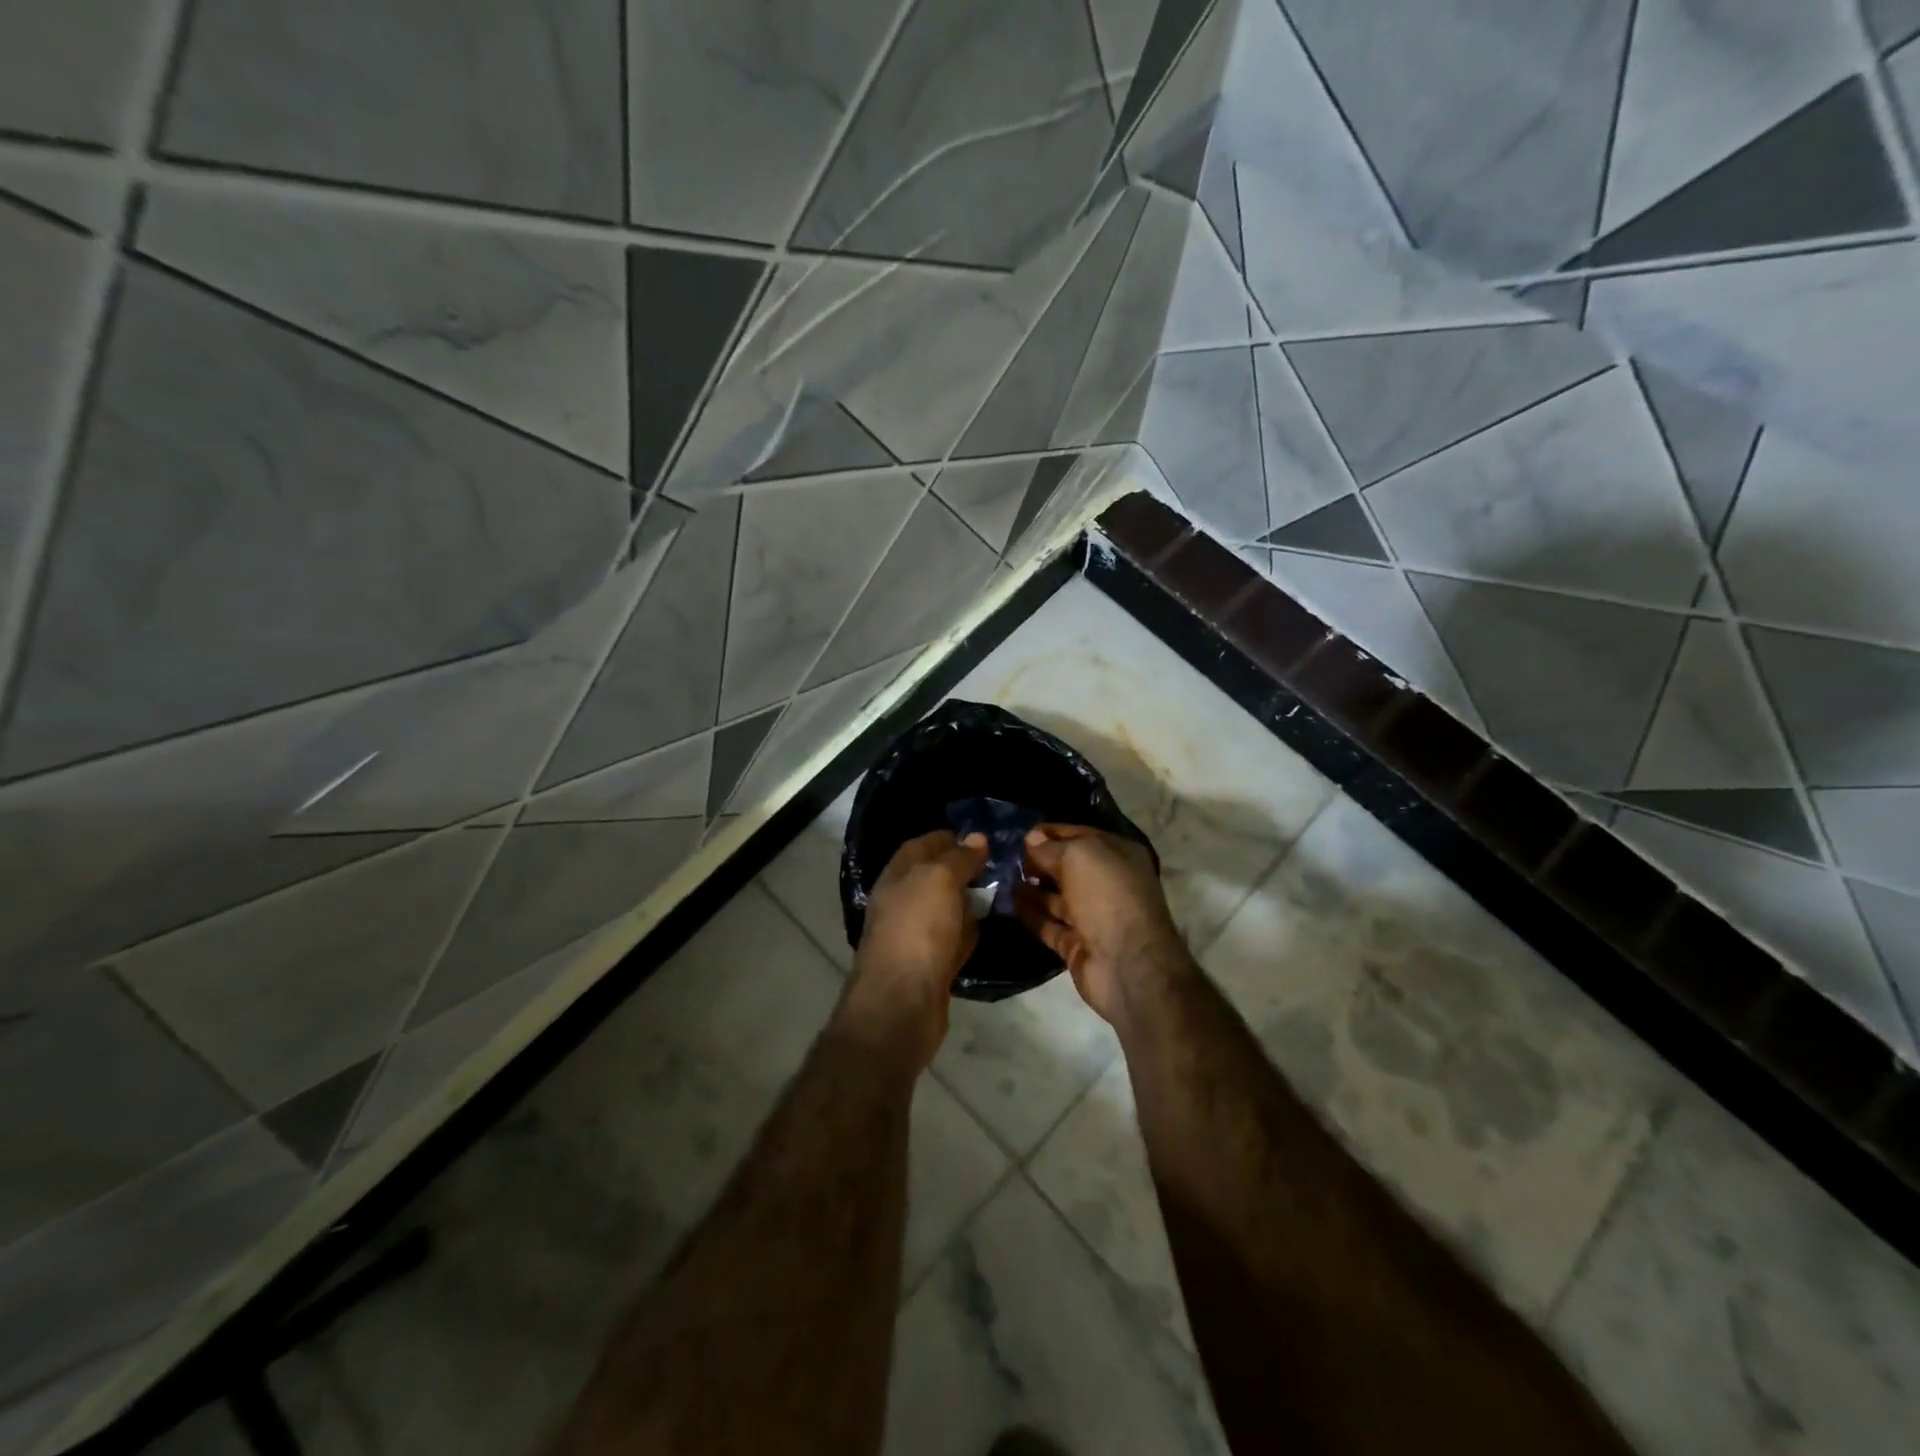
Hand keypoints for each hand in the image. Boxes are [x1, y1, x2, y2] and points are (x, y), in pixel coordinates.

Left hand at [843, 830, 988, 1070]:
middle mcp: (901, 902)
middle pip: (934, 877)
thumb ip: (958, 858)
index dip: (949, 838)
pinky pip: (951, 939)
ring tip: (1000, 893)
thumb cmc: (918, 929)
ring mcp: (913, 935)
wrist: (902, 1002)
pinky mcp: (928, 964)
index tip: (982, 838)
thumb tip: (976, 838)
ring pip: (944, 909)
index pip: (923, 845)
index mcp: (897, 875)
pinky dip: (966, 933)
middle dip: (963, 869)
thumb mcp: (939, 879)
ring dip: (967, 902)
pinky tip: (984, 930)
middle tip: (999, 865)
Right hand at [1017, 824, 1189, 1026]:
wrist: (1128, 965)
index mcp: (1118, 856)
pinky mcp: (1078, 944)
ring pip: (1057, 897)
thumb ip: (1052, 848)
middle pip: (1068, 867)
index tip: (1021, 834)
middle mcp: (1108, 884)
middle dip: (1039, 861)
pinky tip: (1009, 902)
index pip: (1080, 836)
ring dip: (1032, 887)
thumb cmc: (1107, 897)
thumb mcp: (1079, 858)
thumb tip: (1031, 839)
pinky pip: (1050, 924)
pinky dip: (1031, 914)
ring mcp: (1093, 917)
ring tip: (1001, 878)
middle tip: (1007, 857)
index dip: (1051, 833)